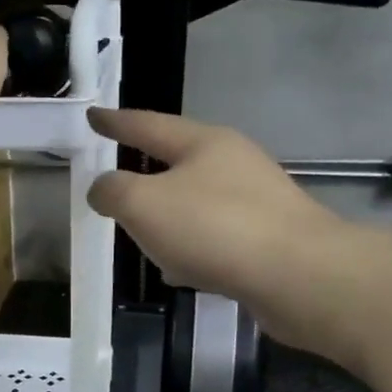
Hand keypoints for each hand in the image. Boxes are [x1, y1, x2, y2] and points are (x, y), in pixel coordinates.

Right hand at [88, 109, 338, 344]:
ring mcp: (256, 201)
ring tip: (143, 235)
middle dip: (145, 173)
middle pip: (178, 162)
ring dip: (169, 217)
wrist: (299, 275)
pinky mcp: (269, 238)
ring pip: (197, 203)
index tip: (92, 116)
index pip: (148, 125)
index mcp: (203, 143)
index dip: (116, 122)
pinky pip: (215, 237)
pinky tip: (181, 271)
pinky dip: (192, 248)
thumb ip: (113, 192)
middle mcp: (234, 164)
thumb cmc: (214, 228)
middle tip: (117, 181)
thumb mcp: (144, 205)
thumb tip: (103, 189)